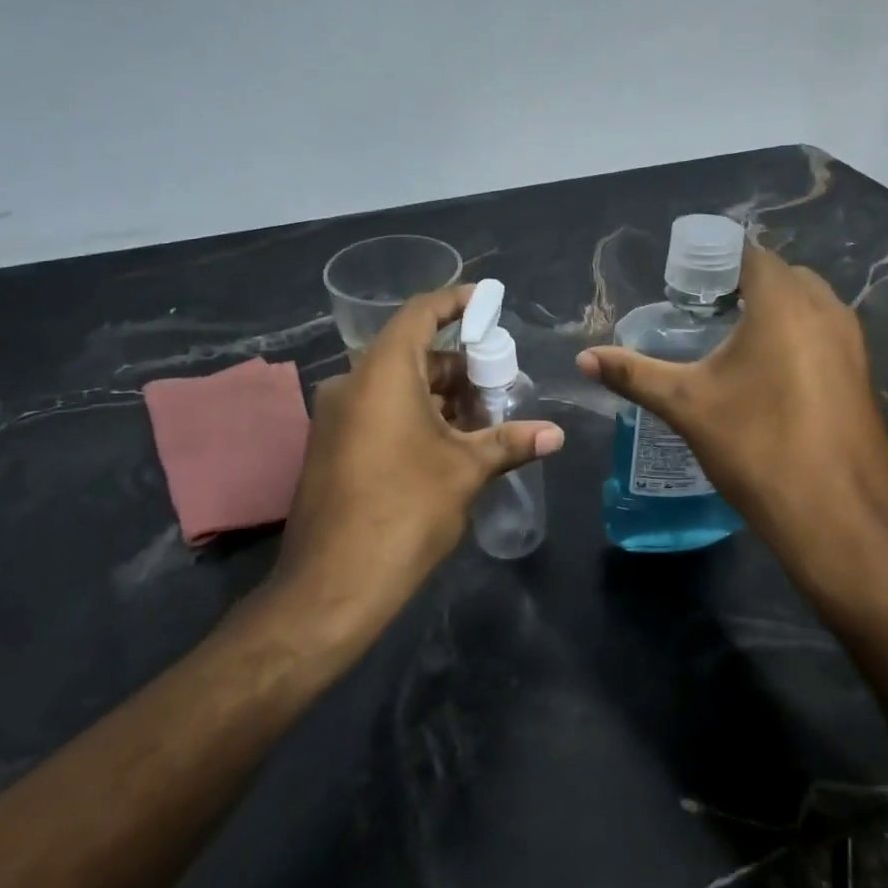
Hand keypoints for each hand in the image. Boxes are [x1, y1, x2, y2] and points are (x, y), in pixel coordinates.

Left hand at [273, 286, 563, 629]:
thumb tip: (556, 434)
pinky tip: (451, 442)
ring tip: (485, 415)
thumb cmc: (405, 511)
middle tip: (501, 379)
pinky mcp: (333, 447)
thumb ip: (510, 442)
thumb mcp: (465, 471)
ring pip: (397, 386)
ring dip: (441, 394)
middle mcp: (353, 384)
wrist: (332, 585)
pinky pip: (380, 411)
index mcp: (383, 374)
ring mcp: (338, 417)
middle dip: (460, 364)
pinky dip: (416, 414)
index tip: (489, 302)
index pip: (420, 314)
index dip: (455, 302)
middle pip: (412, 352)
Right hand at [577, 243, 887, 602]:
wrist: (839, 517)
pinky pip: (826, 335)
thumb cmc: (758, 448)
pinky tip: (770, 378)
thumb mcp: (687, 406)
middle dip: (745, 284)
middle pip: (782, 275)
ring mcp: (854, 343)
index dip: (715, 263)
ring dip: (775, 311)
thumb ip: (635, 374)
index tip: (684, 286)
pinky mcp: (864, 375)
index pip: (750, 254)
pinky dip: (798, 338)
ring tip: (733, 344)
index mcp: (784, 303)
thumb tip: (584, 358)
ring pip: (809, 305)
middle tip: (704, 312)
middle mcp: (827, 310)